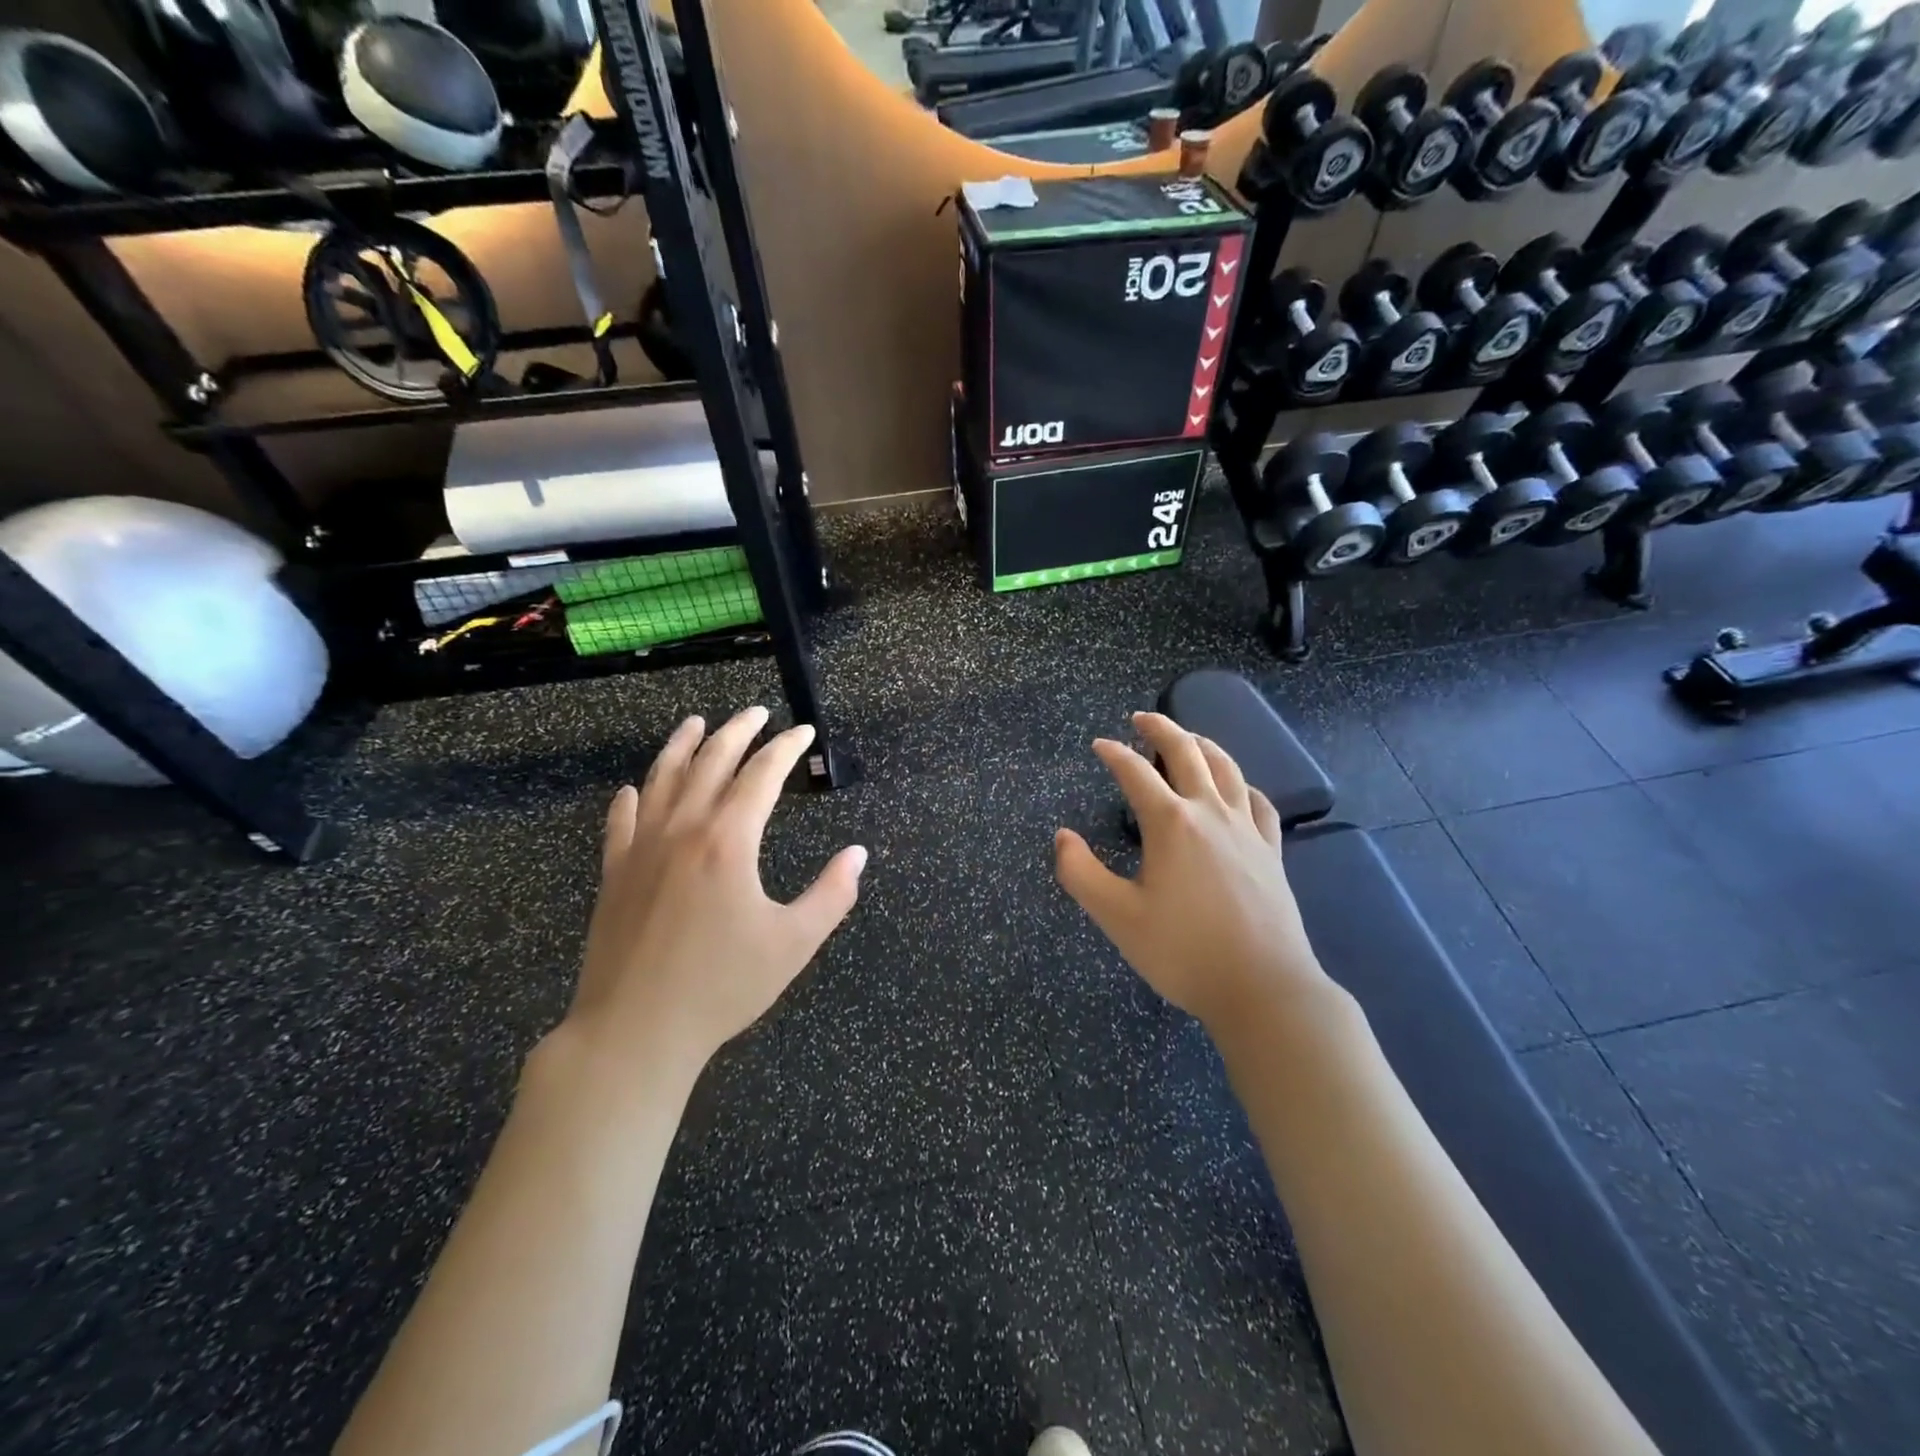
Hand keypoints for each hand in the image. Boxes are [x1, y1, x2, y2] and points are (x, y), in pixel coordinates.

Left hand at [561, 707, 866, 1082]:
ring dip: (682, 746)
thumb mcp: (794, 943)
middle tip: (756, 712)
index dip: (785, 748)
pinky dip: (630, 798)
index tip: (803, 732)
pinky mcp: (614, 873)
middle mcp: (682, 830)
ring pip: (662, 779)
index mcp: (728, 841)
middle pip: (710, 762)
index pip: (761, 775)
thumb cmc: (722, 986)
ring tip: (697, 723)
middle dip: (738, 731)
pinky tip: (634, 788)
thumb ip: (832, 894)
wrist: (635, 1031)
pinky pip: (621, 821)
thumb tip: (858, 854)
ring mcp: (641, 849)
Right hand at [1054, 712, 1329, 1033]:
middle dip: (1161, 729)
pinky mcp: (1272, 851)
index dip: (1114, 753)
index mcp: (1171, 823)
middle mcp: (1210, 812)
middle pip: (1187, 752)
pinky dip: (1241, 784)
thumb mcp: (1117, 917)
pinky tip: (1236, 788)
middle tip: (1142, 718)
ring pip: (1227, 768)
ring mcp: (1247, 829)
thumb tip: (1062, 836)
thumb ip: (1080, 873)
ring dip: (1203, 744)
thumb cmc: (1183, 952)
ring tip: (1188, 737)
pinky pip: (1258, 802)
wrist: (1263, 988)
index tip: (1098, 745)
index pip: (1135, 772)